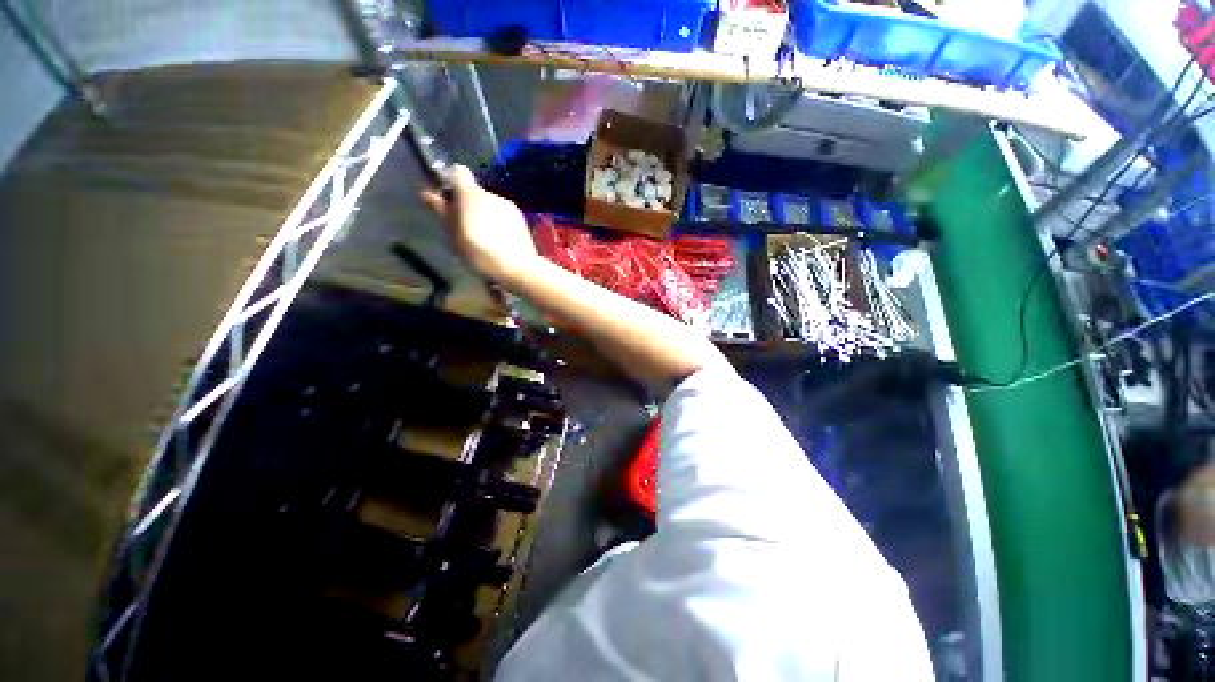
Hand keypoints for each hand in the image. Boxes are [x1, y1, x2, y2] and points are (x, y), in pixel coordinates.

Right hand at [421, 165, 538, 285]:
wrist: (519, 268)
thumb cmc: (482, 254)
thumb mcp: (455, 236)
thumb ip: (443, 212)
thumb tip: (428, 193)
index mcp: (472, 195)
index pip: (457, 172)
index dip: (450, 181)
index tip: (447, 199)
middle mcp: (491, 195)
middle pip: (475, 192)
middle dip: (467, 205)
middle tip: (464, 228)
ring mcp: (508, 206)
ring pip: (490, 205)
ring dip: (484, 215)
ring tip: (483, 239)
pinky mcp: (521, 219)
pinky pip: (503, 215)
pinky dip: (498, 224)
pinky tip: (499, 243)